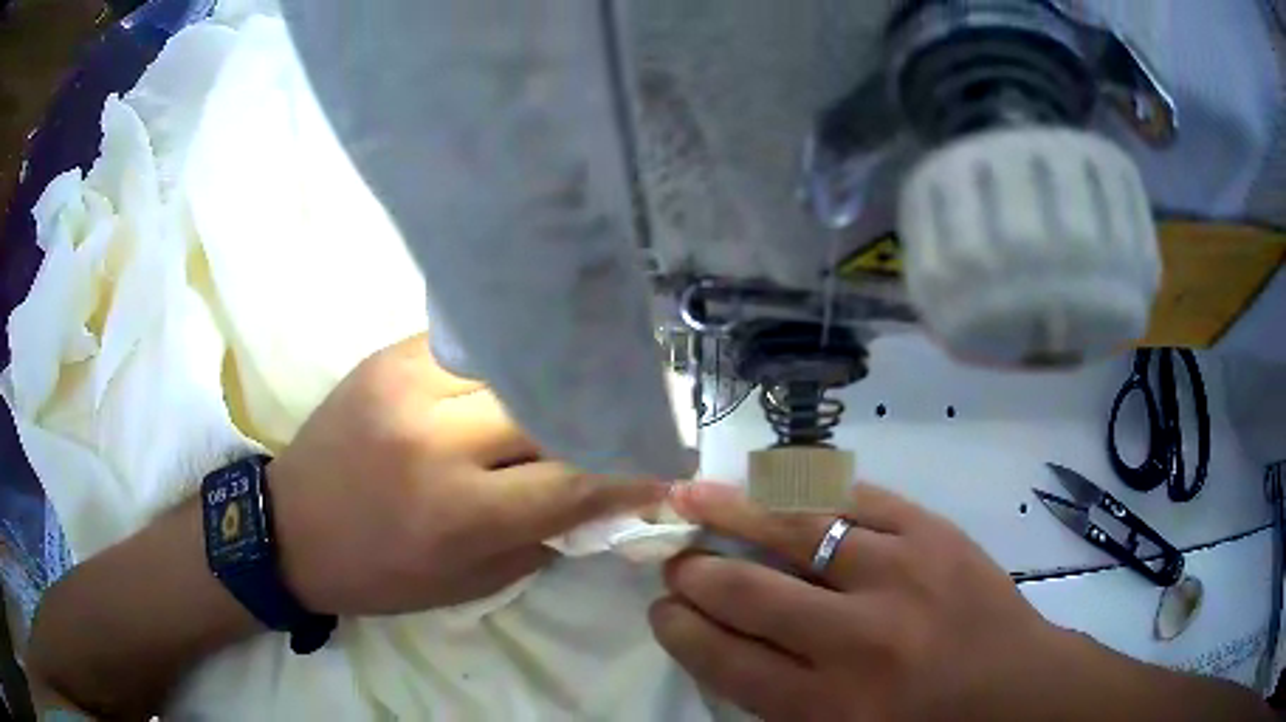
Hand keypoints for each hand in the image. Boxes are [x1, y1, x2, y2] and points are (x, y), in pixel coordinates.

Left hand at [270, 335, 669, 615]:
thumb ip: (540, 539)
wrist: (290, 527)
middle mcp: (437, 440)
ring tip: (583, 388)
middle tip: (629, 419)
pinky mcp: (389, 357)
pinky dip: (505, 362)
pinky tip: (520, 371)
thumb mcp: (467, 584)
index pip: (574, 480)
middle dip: (599, 419)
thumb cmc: (378, 573)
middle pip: (551, 410)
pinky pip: (471, 347)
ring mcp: (409, 385)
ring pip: (516, 368)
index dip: (630, 473)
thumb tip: (599, 499)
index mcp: (459, 514)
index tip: (665, 466)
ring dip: (554, 385)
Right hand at [650, 482, 1063, 721]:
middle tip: (674, 558)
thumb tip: (715, 636)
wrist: (1016, 691)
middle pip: (750, 592)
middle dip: (695, 571)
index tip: (661, 609)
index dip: (681, 627)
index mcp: (829, 707)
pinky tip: (776, 481)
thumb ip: (775, 696)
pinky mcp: (934, 533)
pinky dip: (809, 489)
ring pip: (798, 529)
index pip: (726, 658)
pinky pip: (857, 498)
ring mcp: (901, 575)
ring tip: (692, 494)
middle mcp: (859, 640)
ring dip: (735, 511)